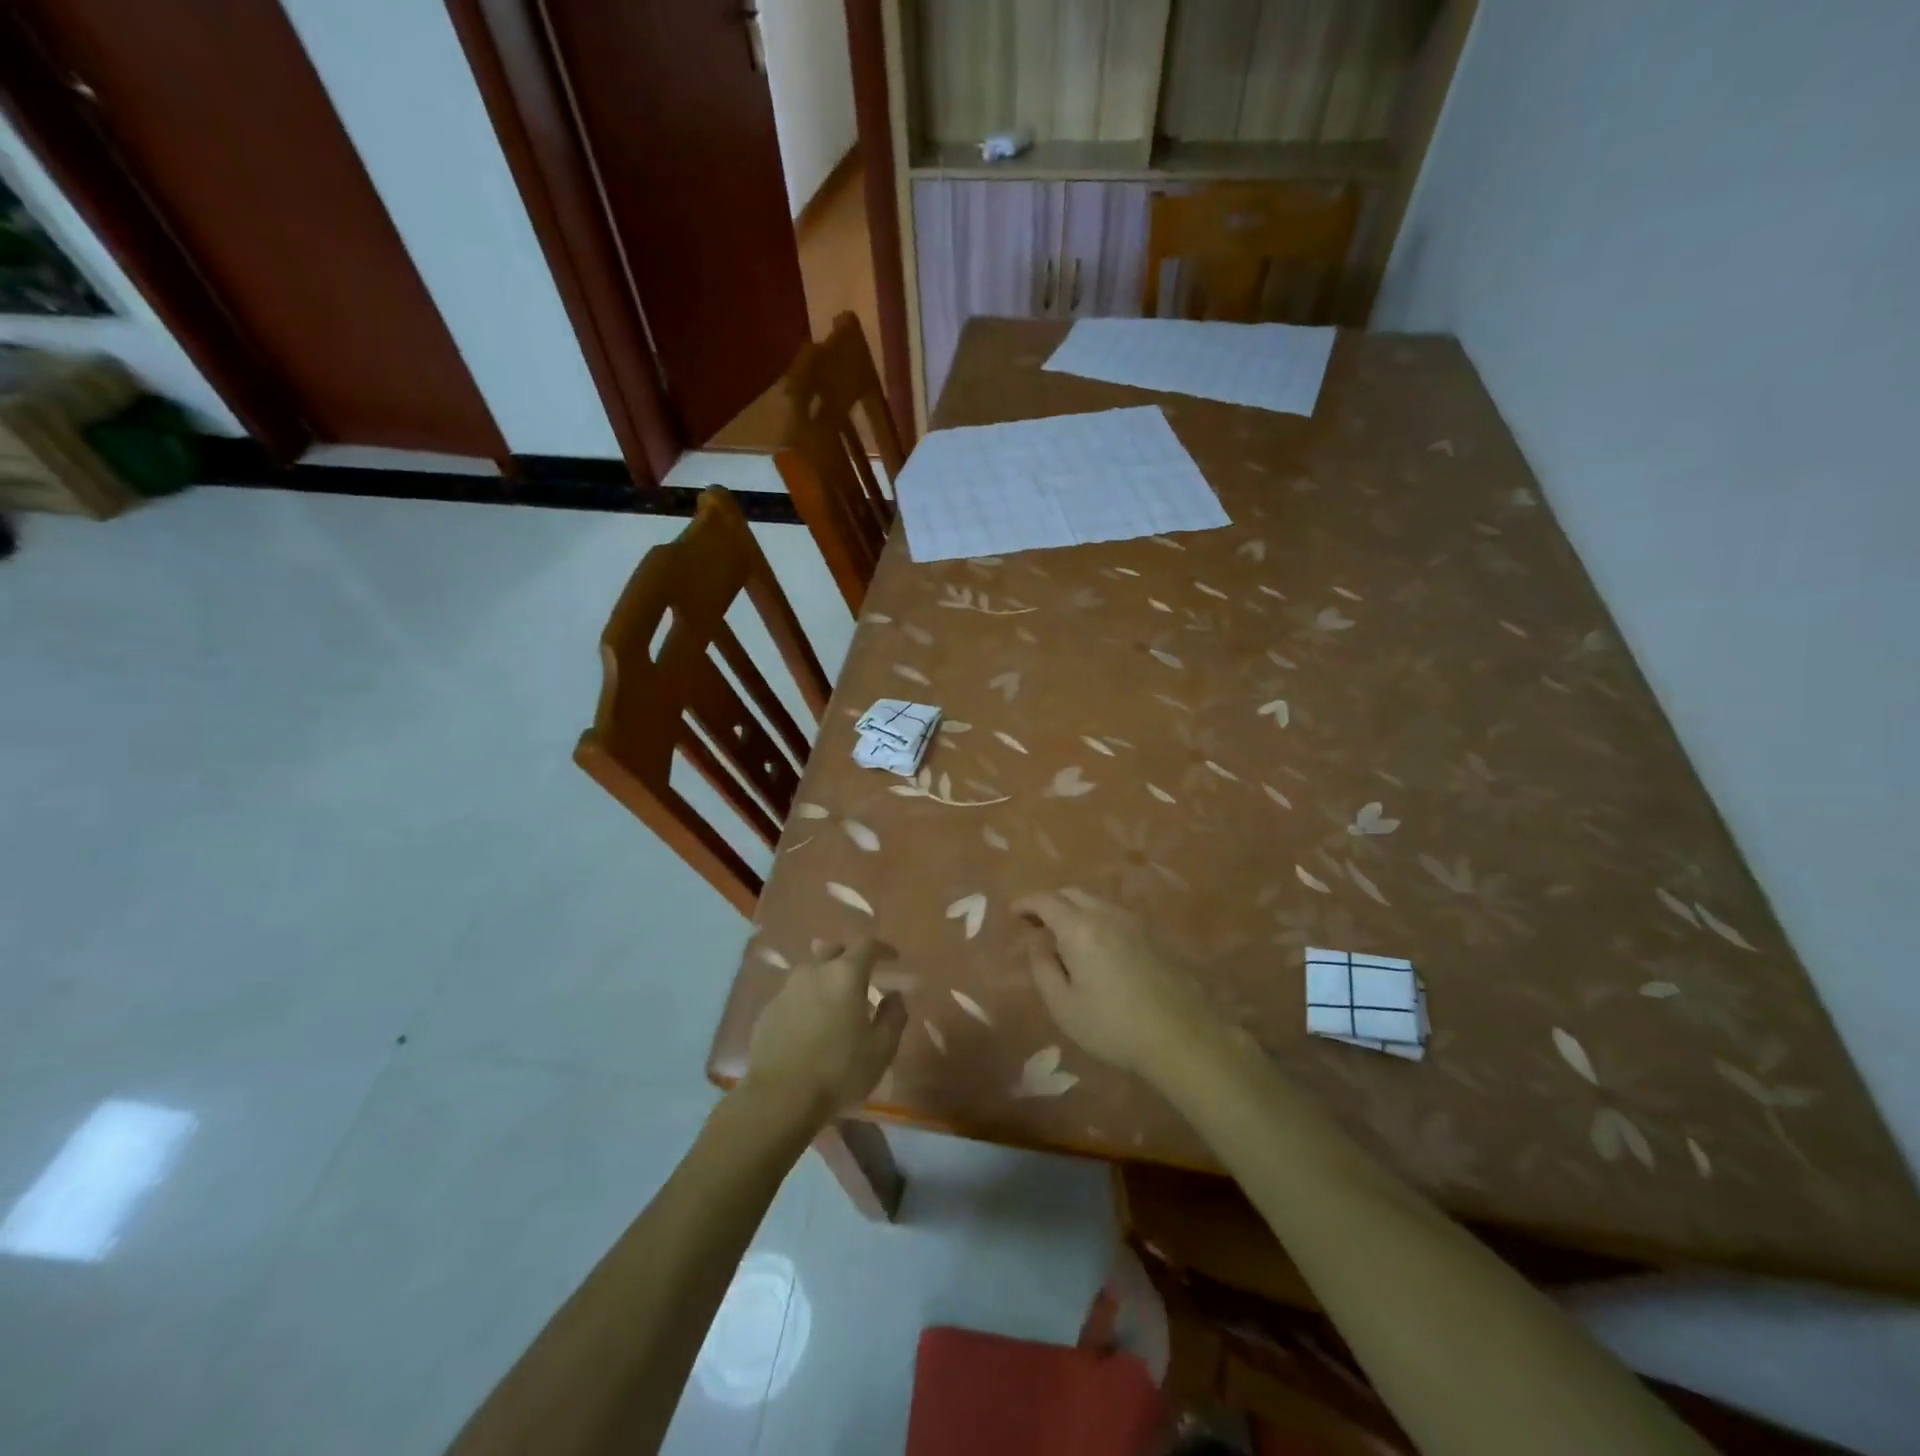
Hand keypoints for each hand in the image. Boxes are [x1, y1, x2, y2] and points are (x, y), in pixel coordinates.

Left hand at [743, 939, 906, 1126]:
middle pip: (833, 950)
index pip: (867, 945)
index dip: (882, 948)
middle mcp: (814, 972)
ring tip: (834, 1001)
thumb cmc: (838, 1070)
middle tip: (861, 976)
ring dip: (825, 978)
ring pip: (810, 971)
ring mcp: (786, 989)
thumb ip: (893, 1016)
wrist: (779, 1097)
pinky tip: (810, 1023)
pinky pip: (793, 994)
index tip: (893, 958)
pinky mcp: (768, 1010)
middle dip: (849, 957)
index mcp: (845, 974)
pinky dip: (806, 999)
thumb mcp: (881, 1048)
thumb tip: (894, 995)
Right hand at [1015, 891, 1223, 1083]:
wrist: (1182, 1036)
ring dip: (1074, 910)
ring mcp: (1134, 922)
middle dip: (1049, 902)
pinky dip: (1096, 919)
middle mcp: (1106, 914)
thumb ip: (1042, 967)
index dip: (1026, 902)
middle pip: (1072, 893)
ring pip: (1096, 902)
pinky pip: (1115, 915)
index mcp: (1079, 928)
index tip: (1013, 912)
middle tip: (1036, 924)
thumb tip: (1036, 941)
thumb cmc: (1113, 1025)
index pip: (1046, 900)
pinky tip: (1096, 946)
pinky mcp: (1153, 935)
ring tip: (1064, 936)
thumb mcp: (1063, 1005)